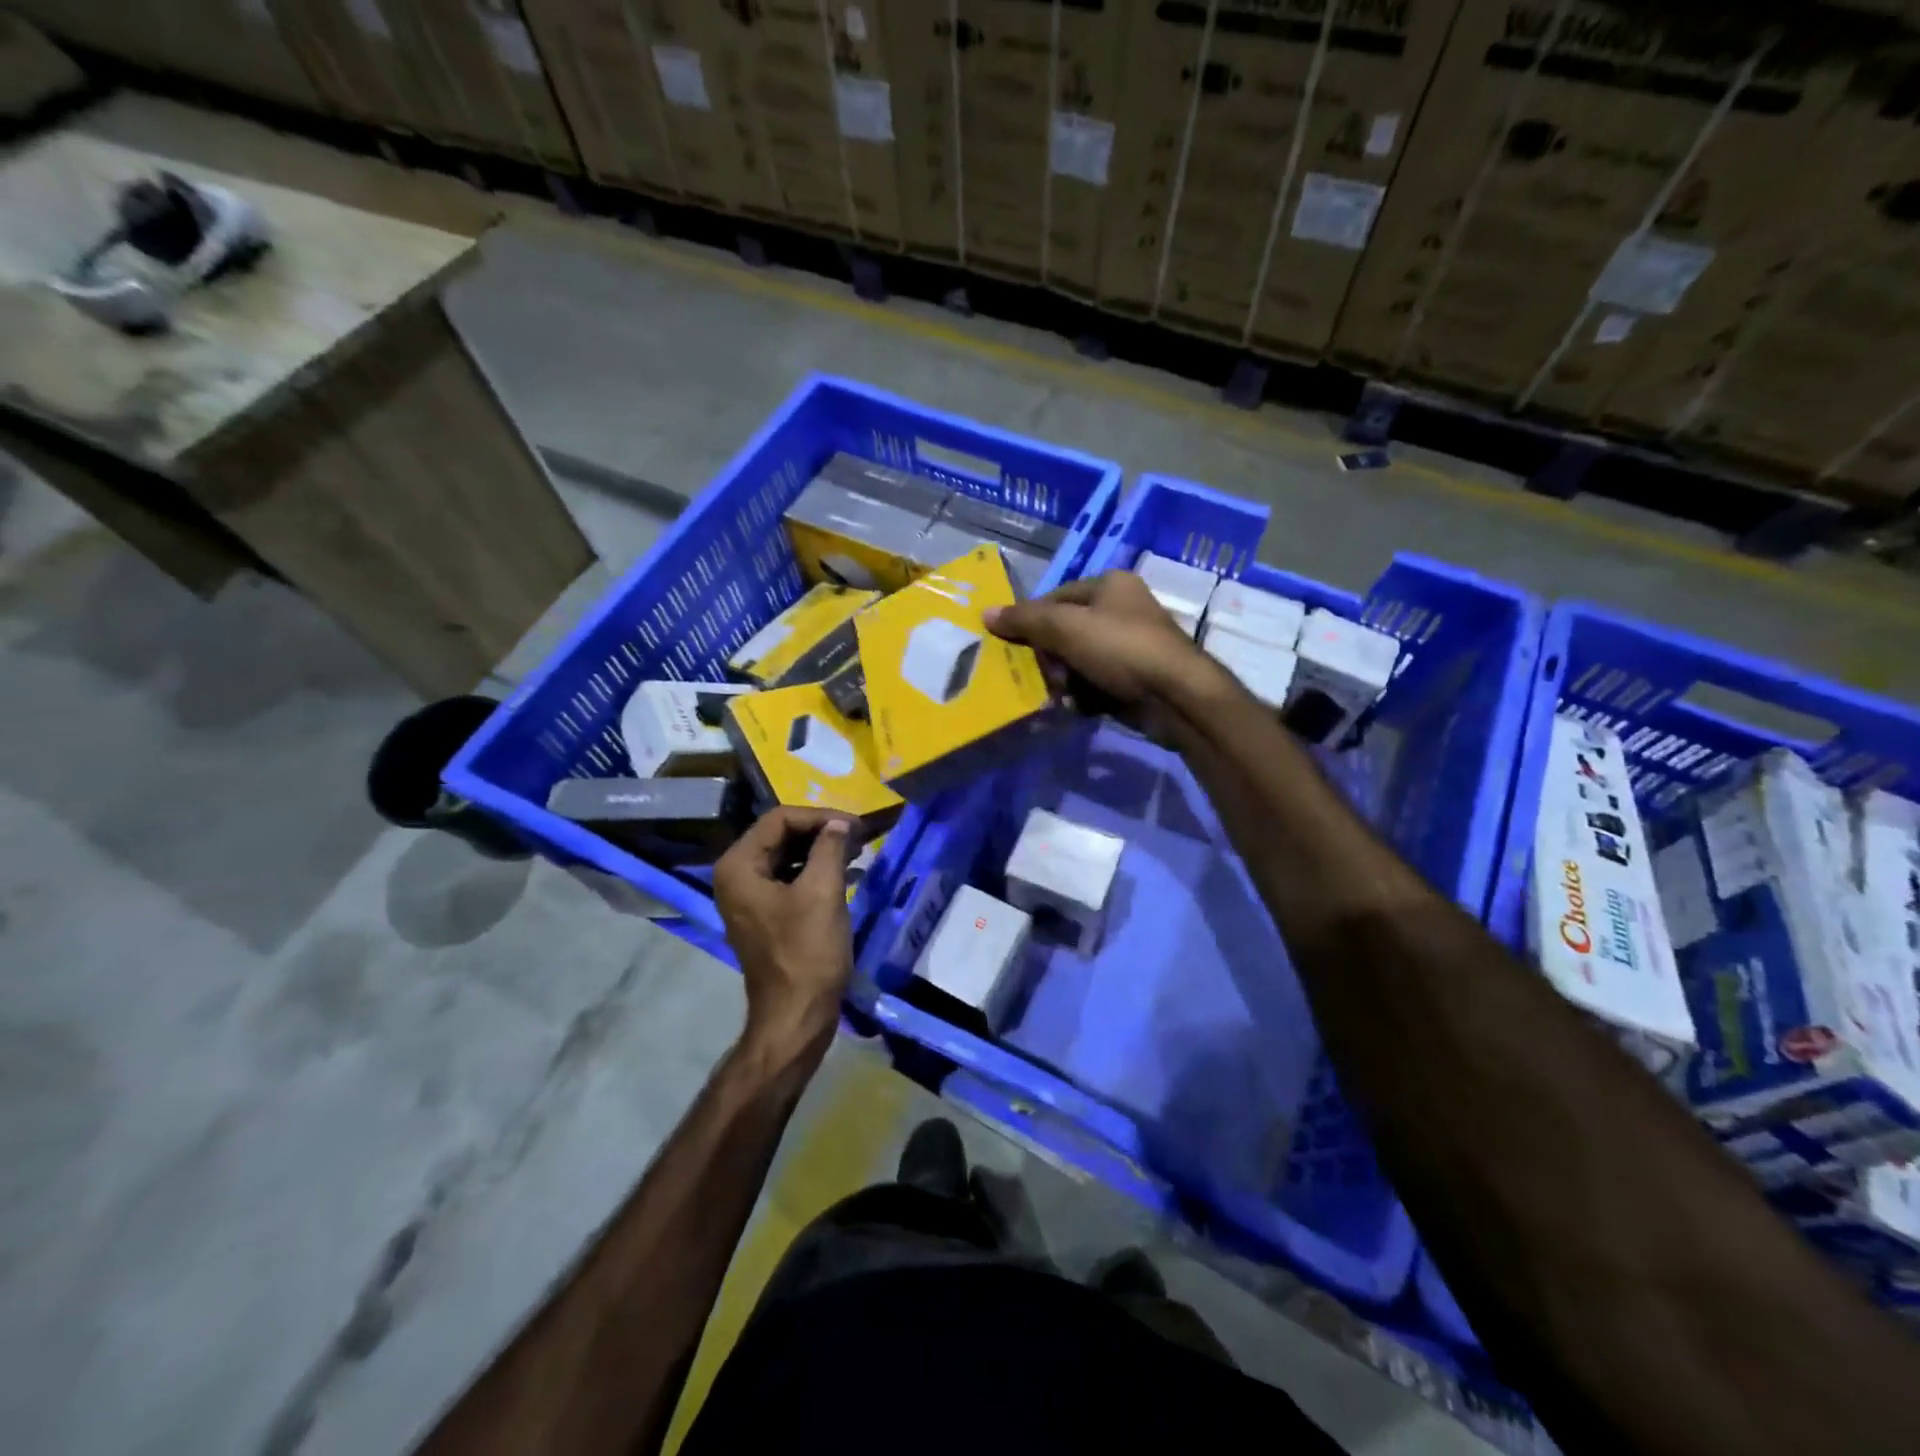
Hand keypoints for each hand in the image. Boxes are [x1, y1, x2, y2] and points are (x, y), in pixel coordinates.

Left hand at [713, 806, 855, 1060]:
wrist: (796, 1015)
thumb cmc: (807, 952)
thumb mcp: (823, 892)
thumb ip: (830, 847)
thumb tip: (841, 823)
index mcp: (739, 866)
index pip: (780, 819)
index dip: (820, 817)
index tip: (856, 826)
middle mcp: (736, 875)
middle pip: (781, 834)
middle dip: (821, 831)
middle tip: (860, 835)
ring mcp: (748, 896)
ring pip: (787, 855)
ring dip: (821, 850)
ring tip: (858, 850)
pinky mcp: (765, 913)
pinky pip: (789, 878)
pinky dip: (816, 871)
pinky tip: (846, 873)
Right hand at [985, 571, 1213, 716]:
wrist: (1176, 696)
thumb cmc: (1120, 649)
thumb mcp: (1066, 628)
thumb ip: (1025, 620)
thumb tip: (985, 612)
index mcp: (1110, 585)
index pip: (1055, 597)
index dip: (1031, 620)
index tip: (1012, 646)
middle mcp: (1121, 610)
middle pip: (1065, 631)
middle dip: (1048, 657)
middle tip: (1037, 677)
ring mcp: (1130, 646)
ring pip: (1078, 661)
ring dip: (1062, 681)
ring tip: (1055, 697)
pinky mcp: (1134, 679)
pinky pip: (1095, 683)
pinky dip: (1082, 696)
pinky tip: (1074, 709)